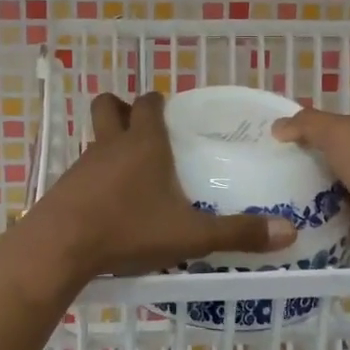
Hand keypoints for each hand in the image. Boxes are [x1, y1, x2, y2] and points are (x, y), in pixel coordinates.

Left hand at [31, 92, 295, 279]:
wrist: (60, 247)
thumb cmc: (128, 229)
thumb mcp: (190, 235)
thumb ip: (237, 233)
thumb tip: (289, 232)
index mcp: (144, 144)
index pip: (149, 103)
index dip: (159, 102)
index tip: (171, 112)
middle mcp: (111, 145)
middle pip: (109, 106)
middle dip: (123, 109)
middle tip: (145, 131)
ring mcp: (82, 164)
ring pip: (94, 138)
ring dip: (109, 143)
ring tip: (131, 172)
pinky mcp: (64, 187)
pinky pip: (82, 169)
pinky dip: (95, 176)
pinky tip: (108, 204)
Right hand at [272, 107, 349, 263]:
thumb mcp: (341, 134)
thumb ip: (309, 125)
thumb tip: (277, 127)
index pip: (325, 127)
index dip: (298, 131)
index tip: (267, 143)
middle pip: (326, 158)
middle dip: (299, 164)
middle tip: (262, 174)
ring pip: (331, 188)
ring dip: (308, 193)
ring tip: (271, 200)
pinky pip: (338, 215)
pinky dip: (321, 218)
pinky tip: (296, 222)